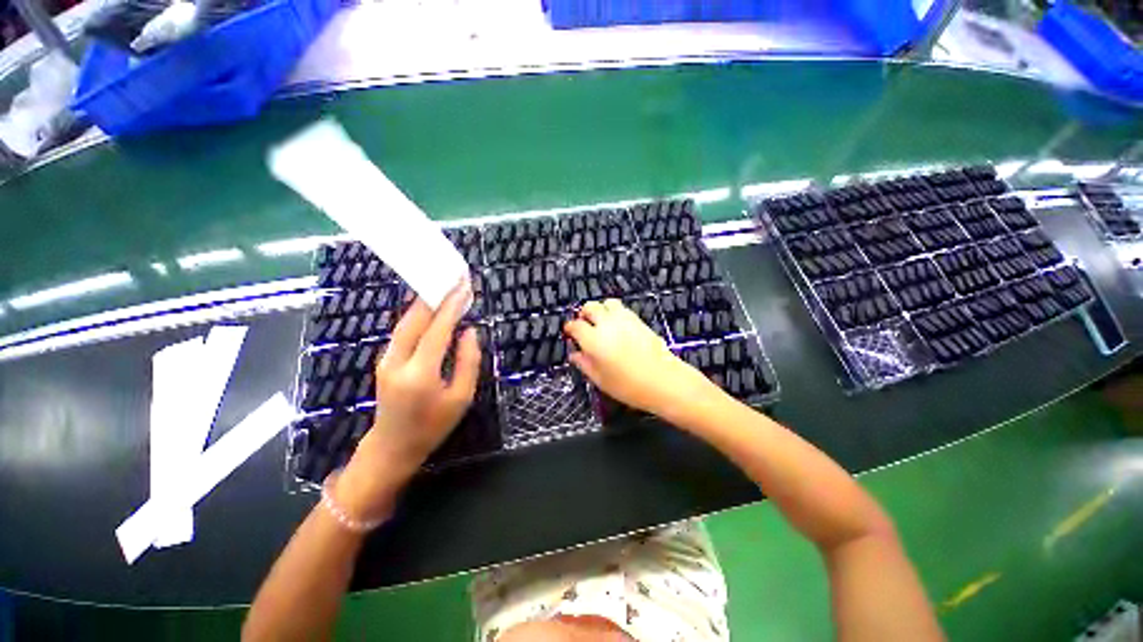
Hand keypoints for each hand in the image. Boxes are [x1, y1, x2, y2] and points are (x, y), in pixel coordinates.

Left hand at [336, 279, 479, 519]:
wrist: (392, 446)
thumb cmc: (433, 425)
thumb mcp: (461, 397)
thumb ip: (468, 361)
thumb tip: (470, 331)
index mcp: (420, 373)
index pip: (438, 329)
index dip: (452, 305)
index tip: (464, 285)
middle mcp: (397, 361)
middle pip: (415, 319)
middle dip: (435, 295)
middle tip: (453, 278)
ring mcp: (386, 359)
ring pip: (405, 322)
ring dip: (425, 302)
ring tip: (444, 287)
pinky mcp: (384, 360)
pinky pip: (402, 331)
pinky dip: (417, 316)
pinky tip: (430, 308)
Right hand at [564, 299, 713, 418]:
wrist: (664, 381)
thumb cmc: (629, 386)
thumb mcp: (601, 380)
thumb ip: (584, 364)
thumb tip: (574, 354)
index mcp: (594, 340)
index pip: (576, 325)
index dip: (570, 328)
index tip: (569, 333)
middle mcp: (607, 324)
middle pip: (590, 307)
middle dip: (584, 314)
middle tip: (584, 326)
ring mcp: (624, 319)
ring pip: (607, 302)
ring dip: (600, 309)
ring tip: (601, 323)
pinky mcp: (638, 320)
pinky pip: (622, 308)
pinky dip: (614, 312)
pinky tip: (617, 326)